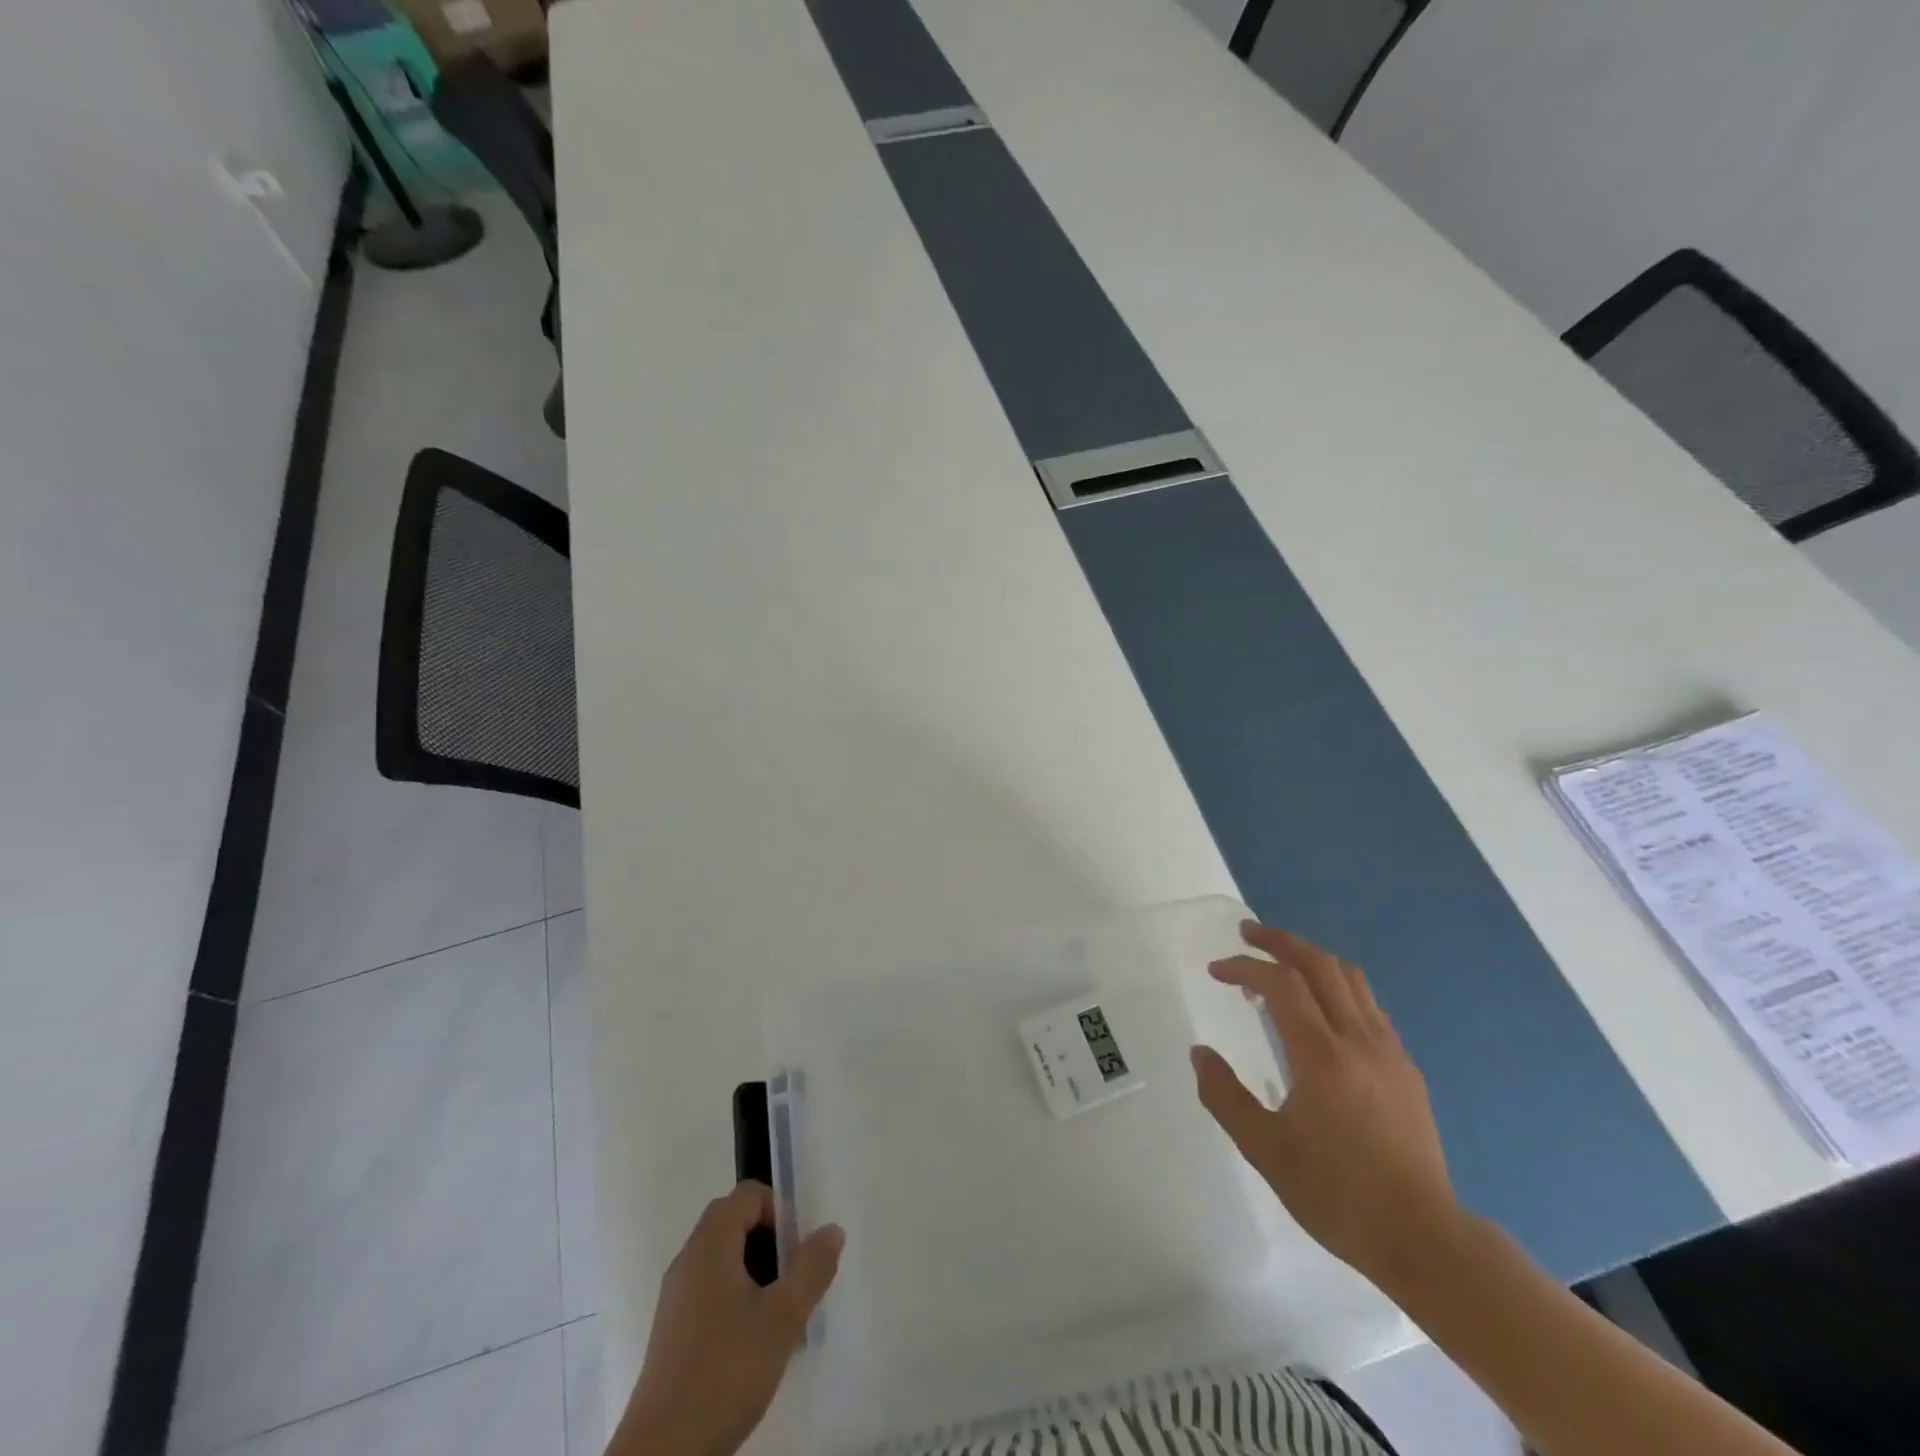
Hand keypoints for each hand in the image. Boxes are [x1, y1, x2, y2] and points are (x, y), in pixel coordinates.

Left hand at [613, 1182, 843, 1455]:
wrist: (663, 1455)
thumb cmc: (725, 1372)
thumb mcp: (783, 1318)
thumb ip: (812, 1267)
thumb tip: (831, 1229)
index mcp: (710, 1245)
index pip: (748, 1195)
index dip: (779, 1210)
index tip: (798, 1250)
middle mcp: (688, 1260)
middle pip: (733, 1221)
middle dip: (770, 1239)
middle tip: (793, 1277)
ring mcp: (676, 1297)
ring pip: (722, 1257)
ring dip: (755, 1269)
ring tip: (780, 1312)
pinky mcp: (672, 1331)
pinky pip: (710, 1288)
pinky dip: (736, 1295)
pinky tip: (753, 1341)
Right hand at [1191, 922, 1459, 1285]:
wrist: (1423, 1238)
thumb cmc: (1337, 1195)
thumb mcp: (1265, 1151)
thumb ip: (1225, 1096)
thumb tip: (1199, 1053)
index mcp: (1322, 1056)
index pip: (1281, 984)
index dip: (1245, 966)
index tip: (1216, 970)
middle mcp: (1358, 1040)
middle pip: (1320, 964)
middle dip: (1280, 941)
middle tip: (1247, 933)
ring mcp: (1388, 1051)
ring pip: (1350, 978)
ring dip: (1311, 958)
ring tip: (1281, 961)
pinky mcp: (1406, 1068)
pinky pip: (1368, 1005)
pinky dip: (1337, 986)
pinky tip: (1320, 1009)